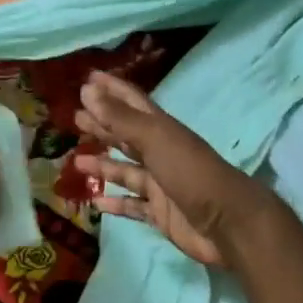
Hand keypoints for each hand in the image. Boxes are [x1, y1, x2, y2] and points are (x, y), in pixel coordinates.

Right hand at [72, 71, 280, 267]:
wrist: (227, 223)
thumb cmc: (190, 173)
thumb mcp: (155, 139)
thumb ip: (120, 118)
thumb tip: (87, 91)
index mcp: (162, 129)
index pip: (132, 102)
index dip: (111, 89)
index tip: (87, 79)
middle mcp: (160, 152)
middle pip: (126, 135)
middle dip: (102, 126)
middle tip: (74, 118)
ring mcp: (160, 184)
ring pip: (126, 171)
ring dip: (103, 165)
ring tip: (77, 162)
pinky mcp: (160, 213)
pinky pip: (133, 206)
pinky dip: (115, 204)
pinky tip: (95, 204)